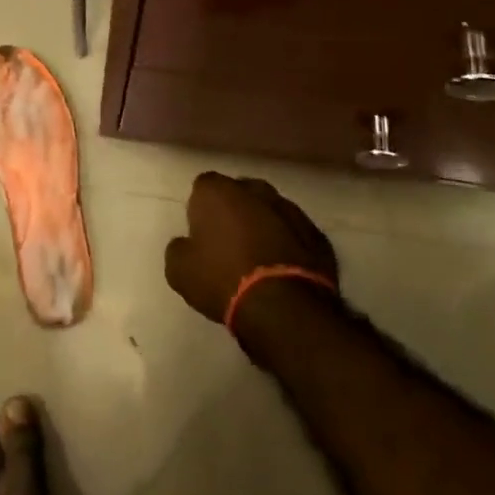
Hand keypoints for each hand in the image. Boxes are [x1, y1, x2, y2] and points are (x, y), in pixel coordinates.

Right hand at [164, 172, 338, 327]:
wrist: (285, 307)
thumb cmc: (223, 280)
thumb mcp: (180, 271)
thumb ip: (178, 248)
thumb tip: (186, 244)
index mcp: (218, 191)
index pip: (203, 186)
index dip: (200, 209)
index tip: (201, 234)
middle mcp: (255, 189)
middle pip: (239, 193)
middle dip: (234, 211)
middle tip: (228, 244)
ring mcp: (290, 209)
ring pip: (270, 210)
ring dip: (263, 226)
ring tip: (258, 260)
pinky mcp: (316, 233)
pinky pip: (295, 233)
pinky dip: (288, 244)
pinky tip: (283, 270)